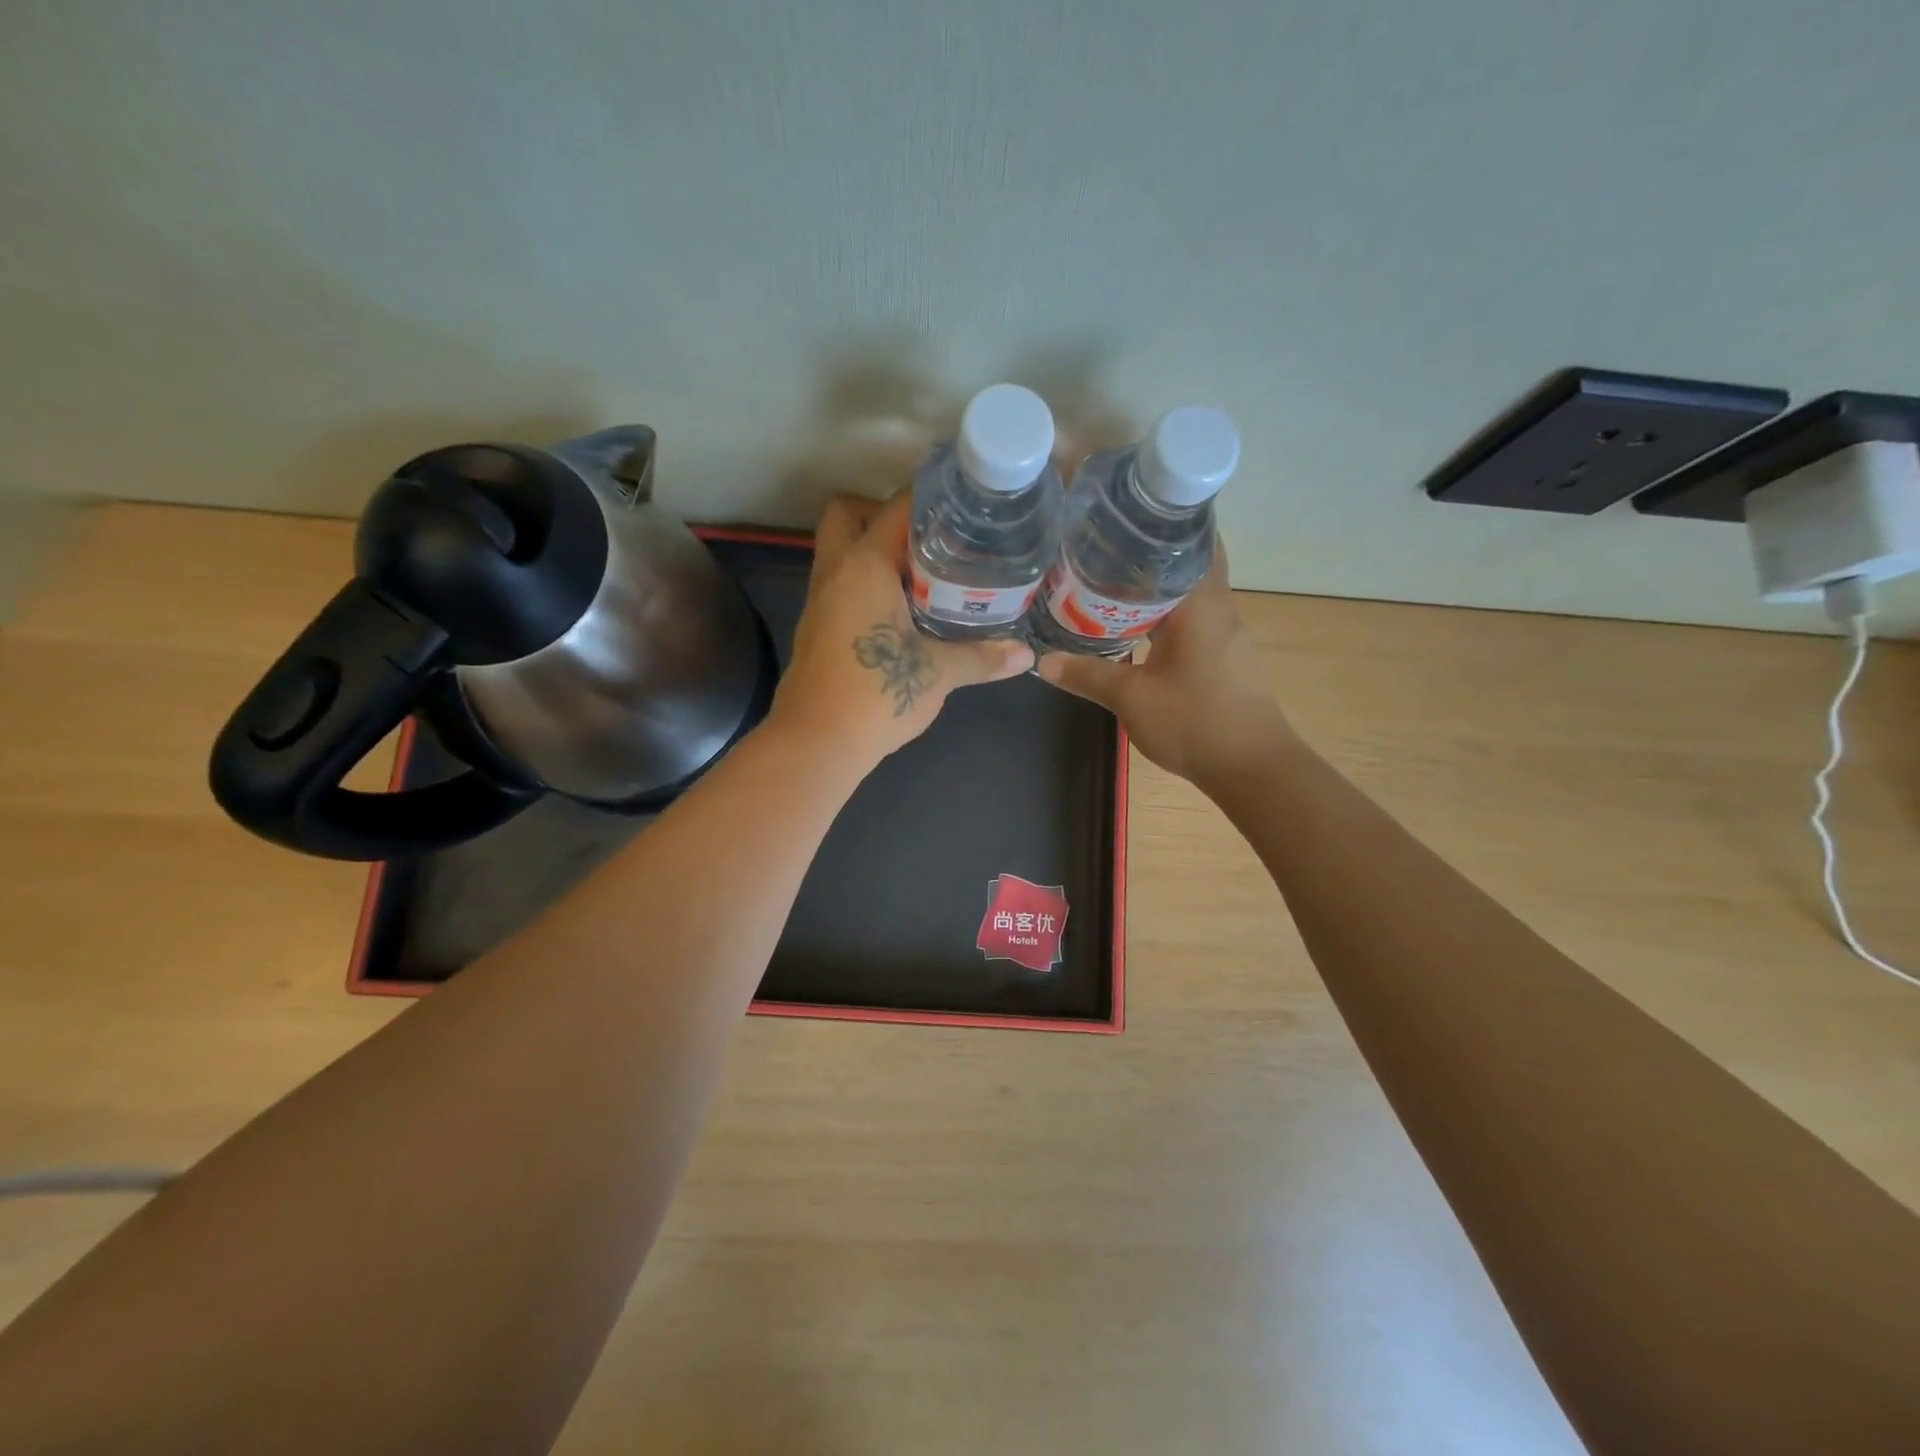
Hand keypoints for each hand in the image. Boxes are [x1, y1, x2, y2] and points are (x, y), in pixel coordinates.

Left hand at [768, 491, 1033, 770]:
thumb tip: (1026, 655)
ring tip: (924, 574)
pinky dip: (866, 584)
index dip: (930, 498)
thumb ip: (982, 657)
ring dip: (874, 553)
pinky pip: (840, 585)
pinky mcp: (817, 628)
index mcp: (864, 566)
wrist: (816, 743)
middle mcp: (835, 572)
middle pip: (846, 515)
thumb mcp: (937, 673)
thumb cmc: (875, 694)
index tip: (962, 505)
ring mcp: (820, 601)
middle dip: (882, 516)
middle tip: (927, 541)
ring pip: (840, 552)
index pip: (895, 508)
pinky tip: (901, 612)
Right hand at [1036, 548, 1290, 784]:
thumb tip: (1042, 662)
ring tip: (1109, 584)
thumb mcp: (1131, 699)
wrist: (1252, 768)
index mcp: (1201, 605)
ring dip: (1156, 588)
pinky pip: (1192, 620)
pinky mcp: (1225, 657)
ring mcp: (1226, 634)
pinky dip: (1165, 615)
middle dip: (1149, 555)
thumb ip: (1087, 675)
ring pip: (1189, 594)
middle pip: (1188, 564)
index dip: (1162, 524)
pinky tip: (1136, 628)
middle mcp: (1219, 609)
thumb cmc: (1195, 723)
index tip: (1125, 516)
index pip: (1193, 541)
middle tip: (1102, 549)